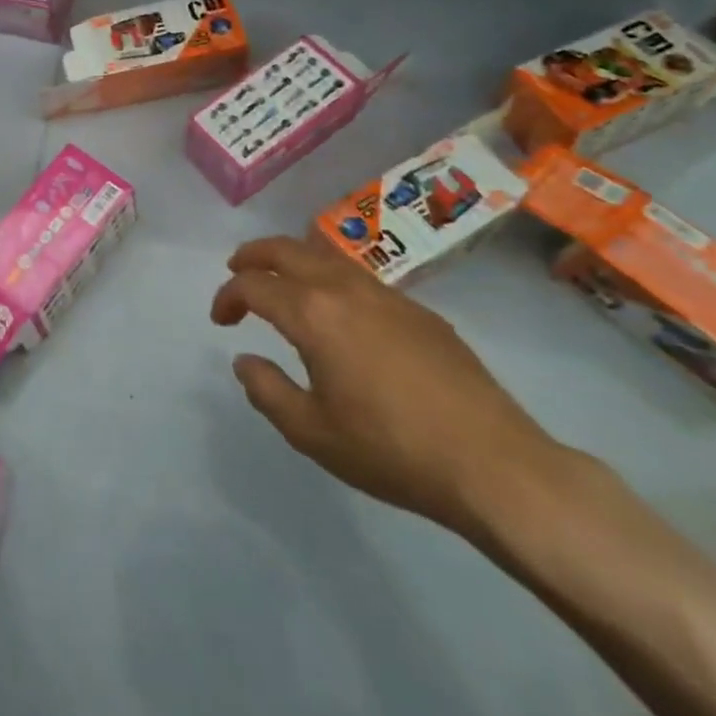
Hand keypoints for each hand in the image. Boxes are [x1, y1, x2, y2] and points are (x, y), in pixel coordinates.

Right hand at [211, 234, 565, 536]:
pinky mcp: (420, 313)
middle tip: (237, 270)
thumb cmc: (392, 450)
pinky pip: (360, 278)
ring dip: (294, 261)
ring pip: (327, 257)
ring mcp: (388, 296)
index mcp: (313, 313)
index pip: (254, 285)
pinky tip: (338, 313)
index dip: (228, 296)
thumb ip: (267, 390)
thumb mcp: (312, 432)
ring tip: (282, 284)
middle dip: (255, 255)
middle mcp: (346, 289)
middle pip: (288, 250)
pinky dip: (330, 279)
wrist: (495, 465)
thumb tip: (244, 360)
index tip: (221, 320)